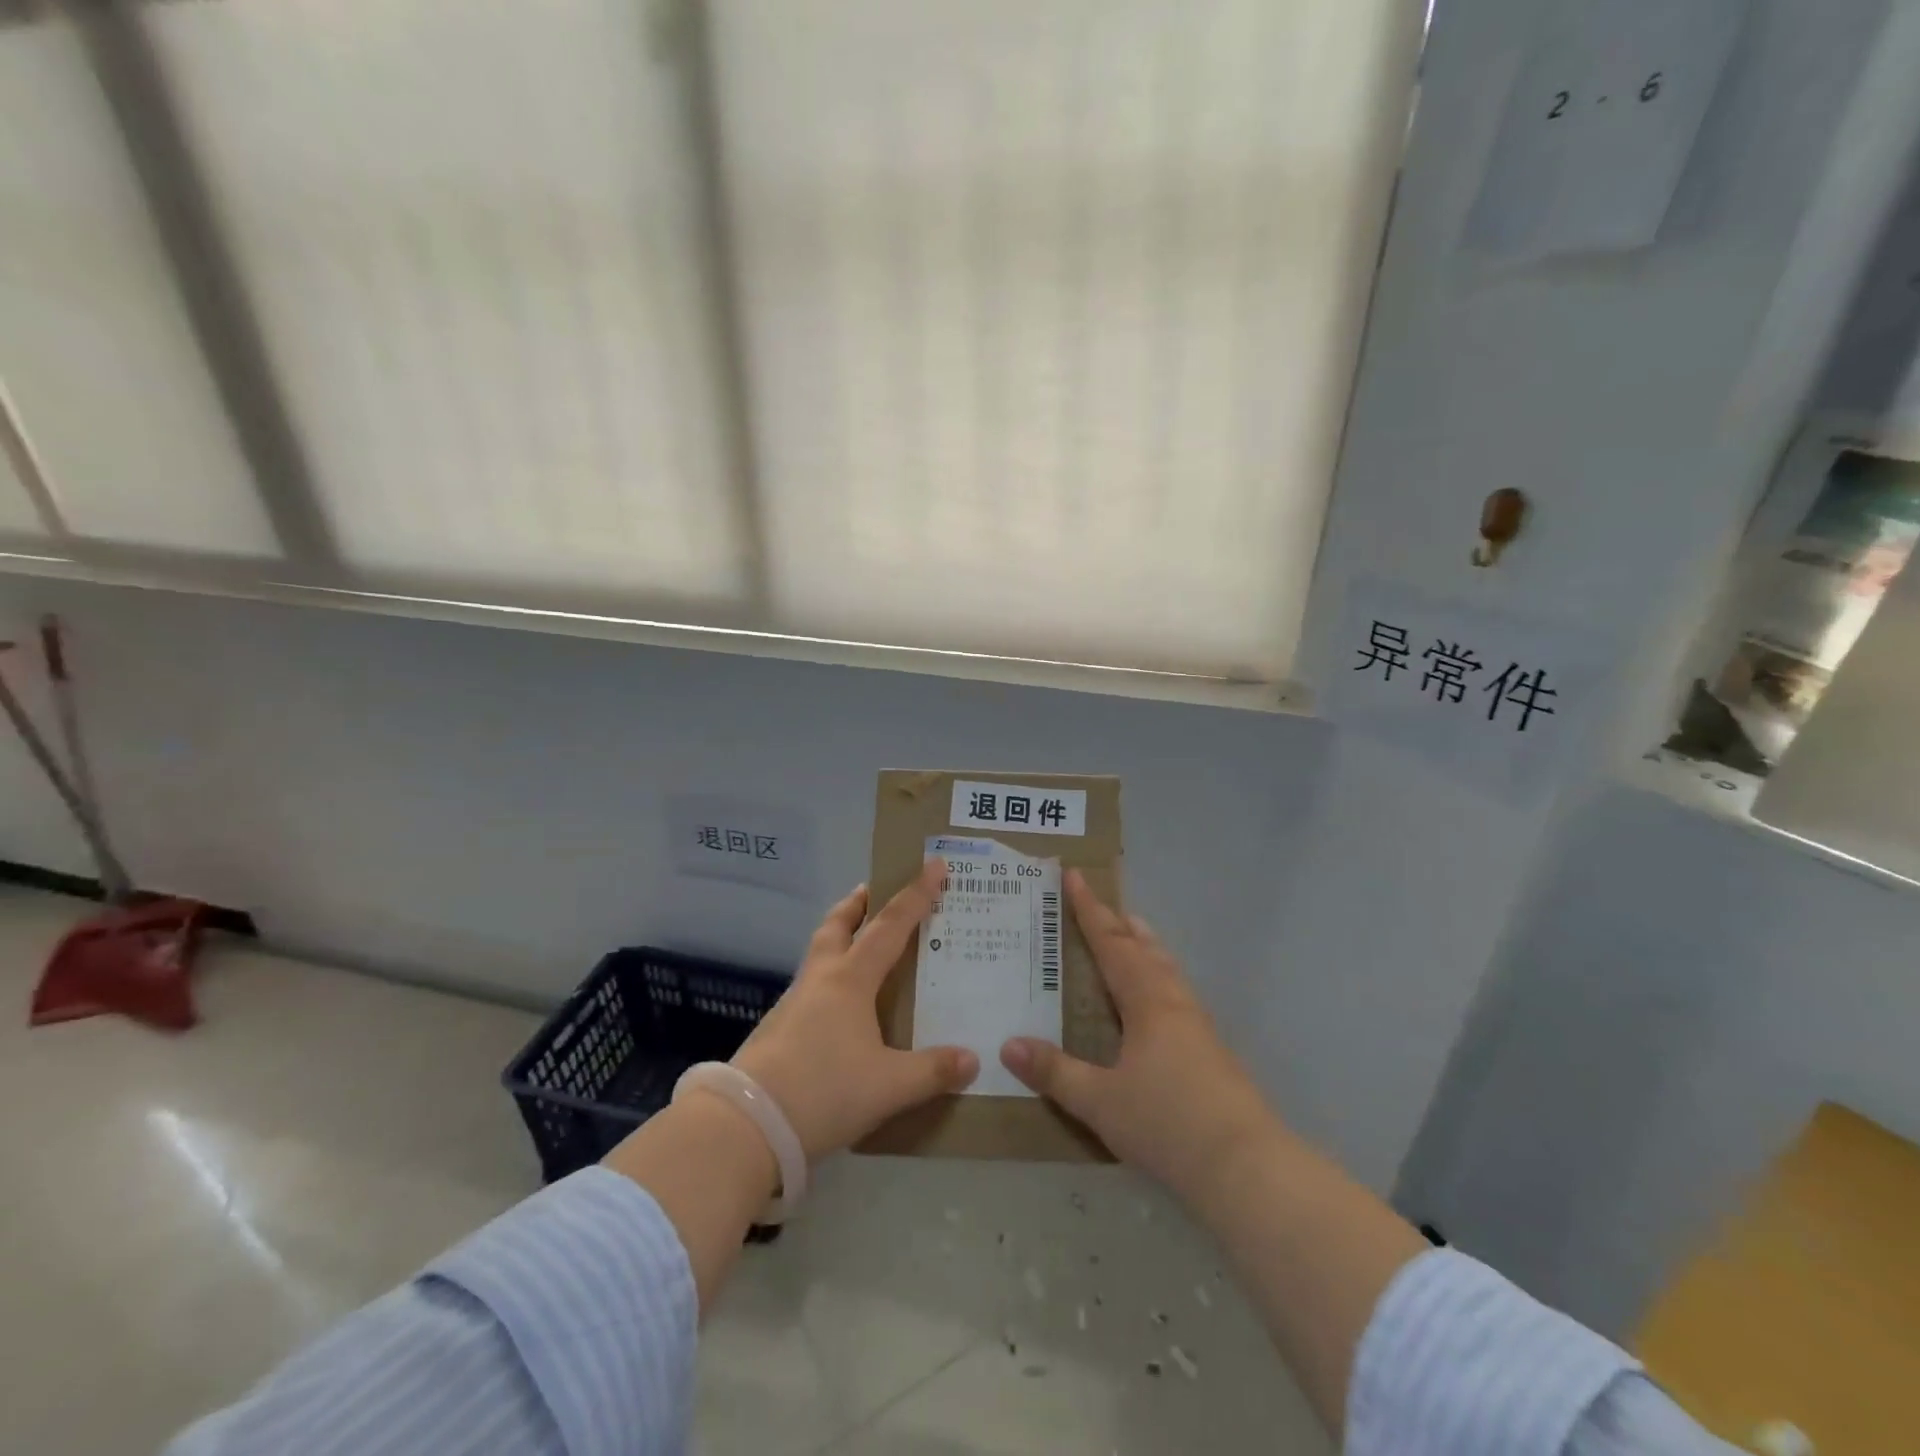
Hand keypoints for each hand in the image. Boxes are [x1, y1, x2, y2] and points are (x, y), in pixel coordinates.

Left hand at [731, 859, 978, 1160]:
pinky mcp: (777, 1028)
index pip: (891, 926)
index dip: (916, 895)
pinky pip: (810, 985)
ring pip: (819, 953)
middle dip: (858, 903)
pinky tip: (838, 1004)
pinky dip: (828, 976)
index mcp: (851, 980)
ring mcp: (793, 1002)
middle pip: (838, 925)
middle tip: (873, 889)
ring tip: (858, 942)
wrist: (747, 1124)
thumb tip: (972, 1060)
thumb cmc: (825, 1090)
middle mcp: (821, 979)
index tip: (934, 866)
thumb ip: (932, 1072)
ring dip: (839, 936)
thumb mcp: (889, 1086)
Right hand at [1000, 870, 1276, 1202]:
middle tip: (1100, 903)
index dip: (1090, 910)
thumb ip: (1054, 1072)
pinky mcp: (1211, 1050)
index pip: (1112, 943)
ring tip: (1132, 934)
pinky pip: (1176, 992)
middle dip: (1119, 923)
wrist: (1245, 1166)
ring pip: (1166, 968)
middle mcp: (1173, 1002)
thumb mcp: (1099, 1101)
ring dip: (1144, 946)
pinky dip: (1158, 975)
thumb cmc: (1167, 1123)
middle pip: (1144, 948)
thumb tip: (1007, 1044)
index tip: (1074, 877)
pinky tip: (1157, 1000)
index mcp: (1147, 1001)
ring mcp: (1197, 1025)